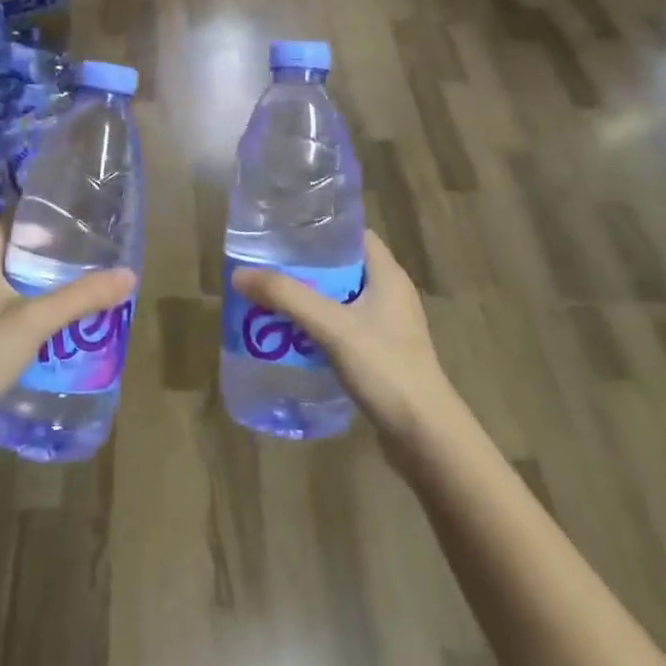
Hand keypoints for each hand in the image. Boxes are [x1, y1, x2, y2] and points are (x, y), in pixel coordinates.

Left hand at [0, 225, 134, 441]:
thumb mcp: (36, 320)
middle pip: (14, 257)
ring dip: (41, 290)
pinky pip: (4, 314)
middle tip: (90, 262)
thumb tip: (129, 275)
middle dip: (50, 261)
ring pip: (10, 288)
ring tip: (80, 292)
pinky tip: (54, 328)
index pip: (13, 225)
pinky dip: (28, 315)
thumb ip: (81, 296)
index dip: (45, 224)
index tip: (80, 228)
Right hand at [232, 231, 461, 454]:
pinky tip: (290, 337)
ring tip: (269, 299)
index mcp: (388, 276)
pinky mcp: (380, 355)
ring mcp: (386, 327)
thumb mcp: (333, 327)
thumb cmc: (386, 369)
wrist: (425, 437)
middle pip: (341, 267)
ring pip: (339, 300)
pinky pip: (341, 329)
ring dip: (308, 300)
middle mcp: (390, 295)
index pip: (354, 235)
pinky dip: (317, 328)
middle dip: (305, 267)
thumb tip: (239, 274)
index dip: (321, 228)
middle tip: (266, 266)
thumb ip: (288, 297)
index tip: (284, 230)